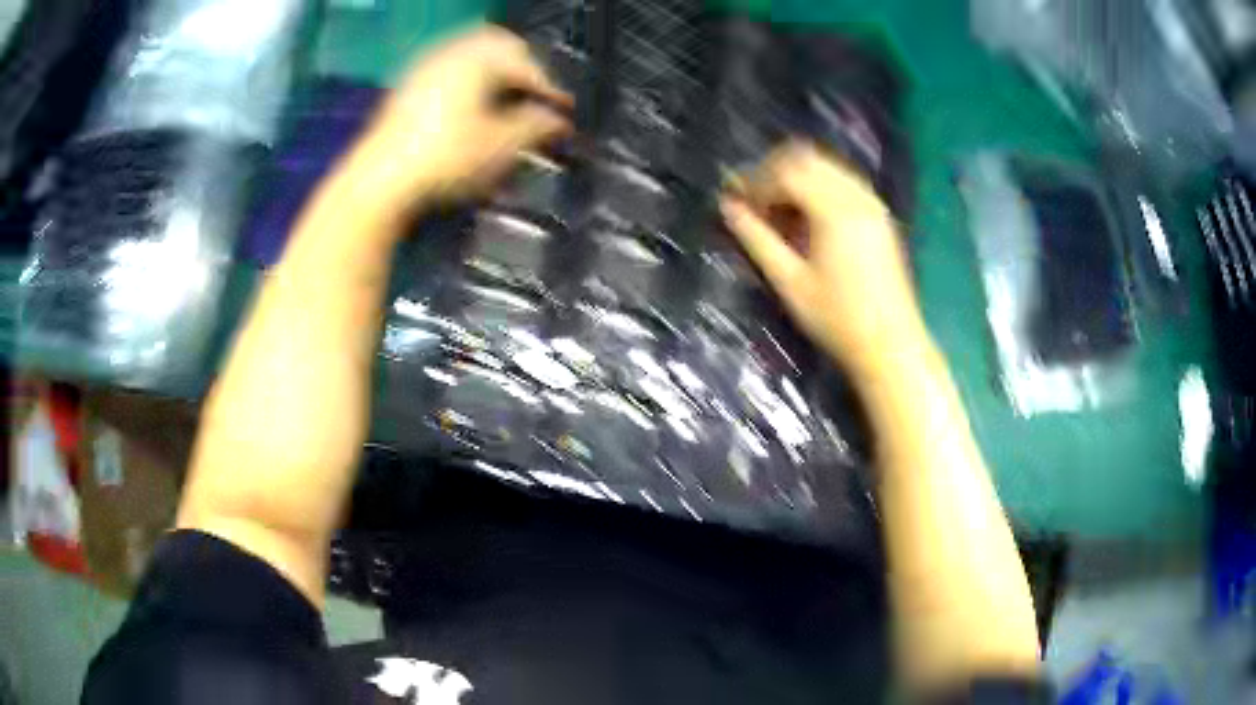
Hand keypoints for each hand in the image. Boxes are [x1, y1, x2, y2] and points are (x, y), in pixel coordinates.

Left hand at [350, 25, 572, 212]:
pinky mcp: (408, 87)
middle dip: (522, 68)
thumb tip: (559, 120)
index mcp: (478, 58)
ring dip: (495, 72)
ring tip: (507, 100)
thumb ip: (537, 126)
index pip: (527, 65)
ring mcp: (425, 68)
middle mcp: (451, 53)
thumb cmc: (447, 159)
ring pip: (472, 56)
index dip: (550, 88)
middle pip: (499, 47)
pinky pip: (450, 69)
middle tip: (537, 95)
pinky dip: (470, 80)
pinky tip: (472, 106)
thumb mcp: (501, 146)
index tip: (565, 109)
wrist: (380, 180)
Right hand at [720, 141, 924, 374]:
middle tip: (752, 201)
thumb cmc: (838, 320)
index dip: (755, 182)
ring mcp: (872, 204)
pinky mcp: (880, 216)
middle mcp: (857, 196)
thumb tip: (728, 208)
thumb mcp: (790, 282)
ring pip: (825, 167)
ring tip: (776, 212)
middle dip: (773, 174)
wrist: (891, 345)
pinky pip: (842, 182)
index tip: (734, 201)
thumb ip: (756, 239)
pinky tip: (805, 219)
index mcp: (835, 210)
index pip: (786, 172)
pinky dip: (817, 188)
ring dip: (796, 179)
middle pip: (807, 160)